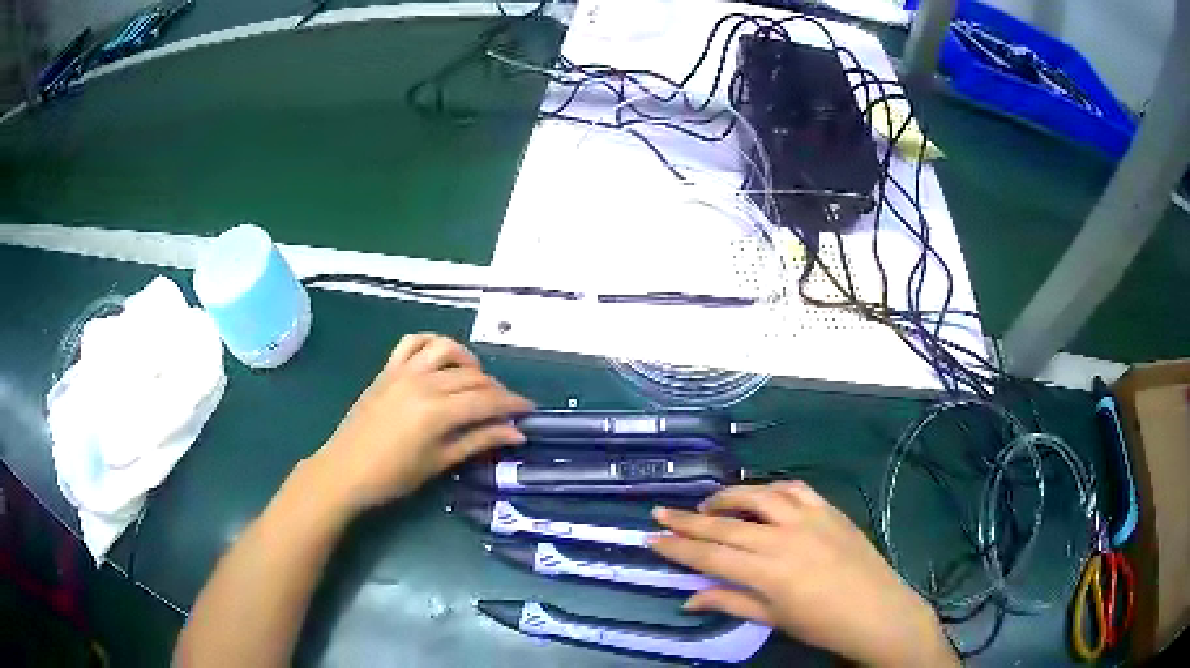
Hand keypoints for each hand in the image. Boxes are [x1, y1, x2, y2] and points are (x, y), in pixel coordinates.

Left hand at [308, 334, 532, 512]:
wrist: (344, 471)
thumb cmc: (392, 477)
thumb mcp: (439, 463)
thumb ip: (478, 441)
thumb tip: (515, 433)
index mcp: (437, 411)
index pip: (487, 399)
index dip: (512, 403)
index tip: (529, 410)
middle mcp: (423, 382)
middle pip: (472, 376)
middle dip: (496, 389)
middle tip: (505, 408)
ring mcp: (403, 371)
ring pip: (447, 349)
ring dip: (468, 361)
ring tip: (475, 380)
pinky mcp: (387, 369)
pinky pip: (413, 342)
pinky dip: (432, 344)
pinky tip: (441, 360)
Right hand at [649, 482, 957, 667]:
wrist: (877, 611)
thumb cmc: (822, 625)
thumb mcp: (773, 619)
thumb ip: (730, 603)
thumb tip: (689, 599)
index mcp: (768, 572)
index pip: (710, 557)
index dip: (677, 548)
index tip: (651, 538)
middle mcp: (784, 539)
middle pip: (726, 525)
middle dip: (688, 520)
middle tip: (661, 513)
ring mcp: (809, 519)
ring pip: (759, 497)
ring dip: (728, 497)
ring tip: (709, 504)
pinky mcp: (829, 510)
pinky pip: (795, 489)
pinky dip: (772, 489)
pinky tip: (761, 496)